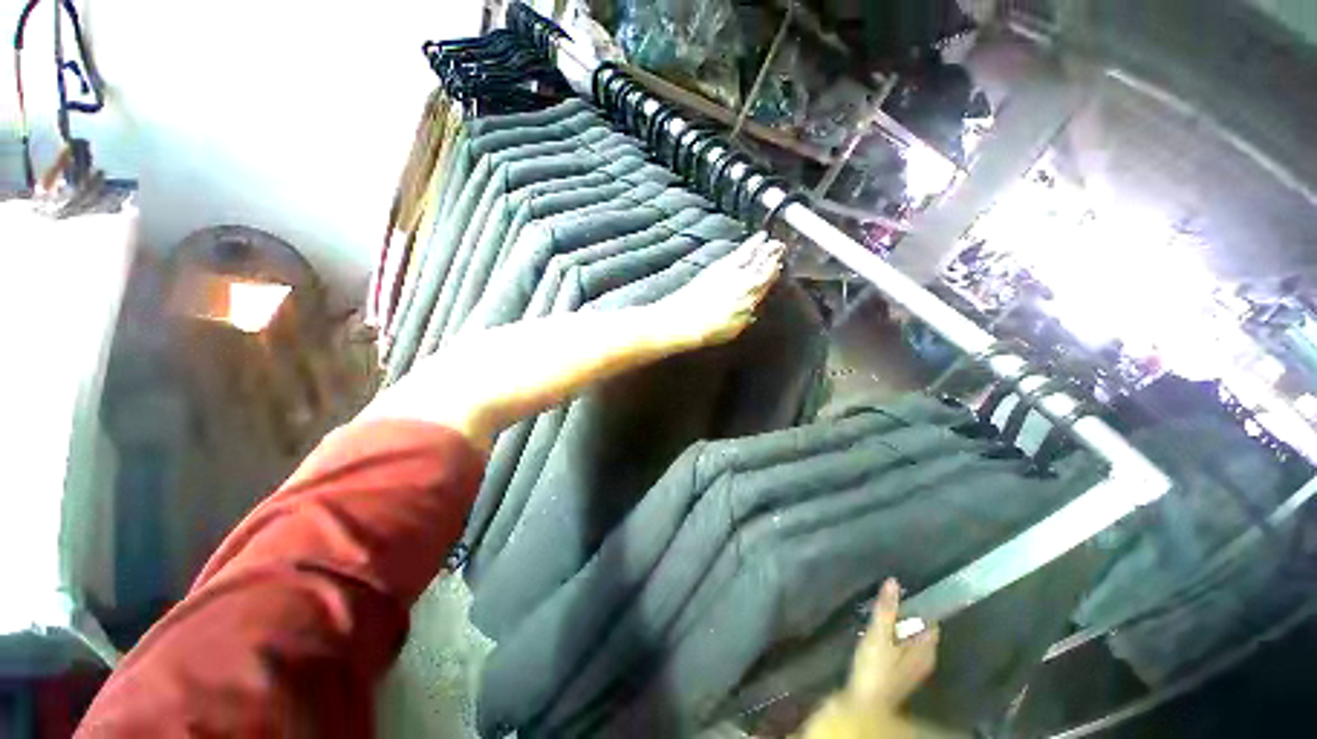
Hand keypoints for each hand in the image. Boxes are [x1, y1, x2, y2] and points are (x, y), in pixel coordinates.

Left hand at [653, 232, 784, 347]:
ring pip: (755, 258)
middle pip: (763, 268)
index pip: (766, 284)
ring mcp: (733, 273)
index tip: (780, 266)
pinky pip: (742, 252)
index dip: (774, 274)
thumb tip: (752, 310)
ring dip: (766, 248)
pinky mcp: (721, 266)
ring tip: (774, 241)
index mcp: (750, 301)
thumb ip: (746, 317)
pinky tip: (758, 238)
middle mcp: (746, 285)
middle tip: (781, 248)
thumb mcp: (734, 329)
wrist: (685, 321)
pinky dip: (752, 244)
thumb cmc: (708, 330)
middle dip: (773, 257)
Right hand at [804, 579, 940, 737]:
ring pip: (909, 636)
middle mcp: (924, 657)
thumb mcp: (879, 634)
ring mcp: (912, 666)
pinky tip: (878, 628)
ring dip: (897, 622)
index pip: (929, 619)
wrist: (865, 703)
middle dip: (906, 611)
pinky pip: (901, 644)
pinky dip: (893, 633)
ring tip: (880, 606)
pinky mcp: (899, 671)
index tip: (904, 586)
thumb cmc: (875, 667)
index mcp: (926, 649)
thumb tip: (893, 581)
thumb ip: (887, 609)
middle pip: (919, 627)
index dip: (919, 602)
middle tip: (887, 594)